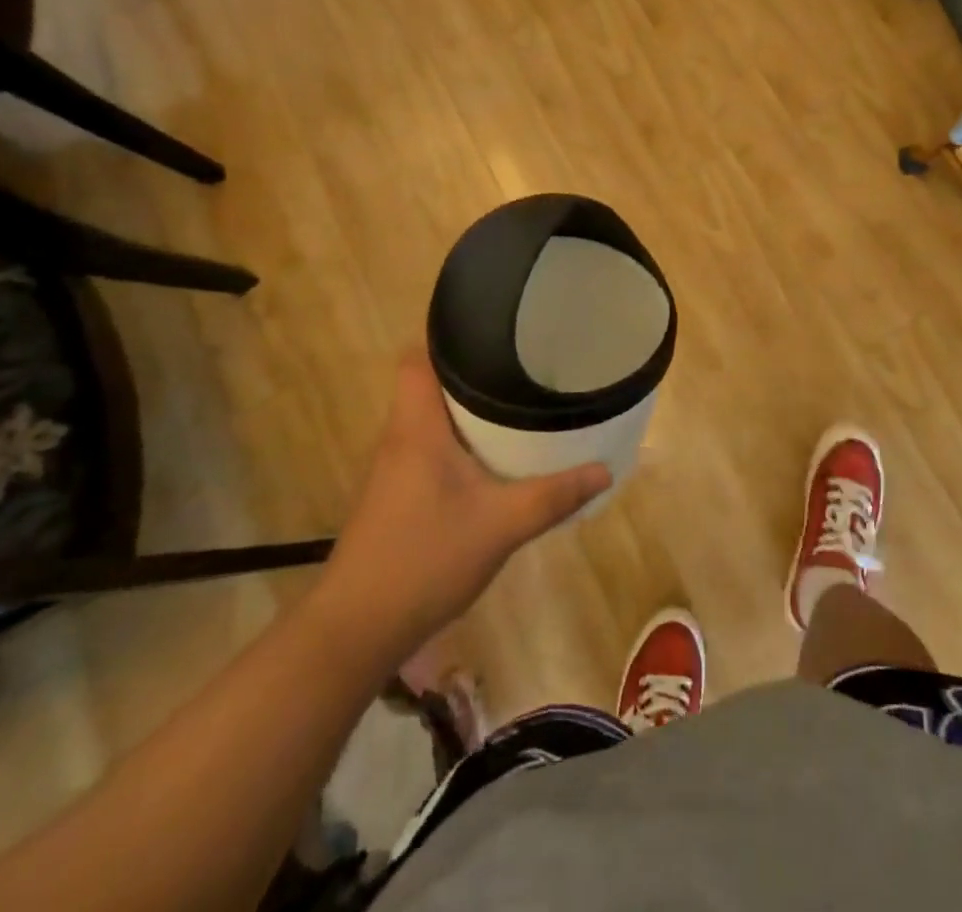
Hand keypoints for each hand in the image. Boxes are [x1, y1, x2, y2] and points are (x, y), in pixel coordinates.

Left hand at [313, 348, 610, 650]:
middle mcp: (399, 438)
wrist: (356, 629)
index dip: (448, 337)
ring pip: (429, 418)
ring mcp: (393, 469)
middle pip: (428, 384)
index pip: (417, 357)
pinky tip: (491, 460)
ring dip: (465, 410)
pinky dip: (458, 442)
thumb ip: (554, 495)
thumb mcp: (502, 525)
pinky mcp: (395, 496)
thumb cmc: (425, 559)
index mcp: (416, 427)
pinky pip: (429, 448)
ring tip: (515, 403)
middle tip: (521, 367)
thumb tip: (605, 469)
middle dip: (472, 372)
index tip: (492, 332)